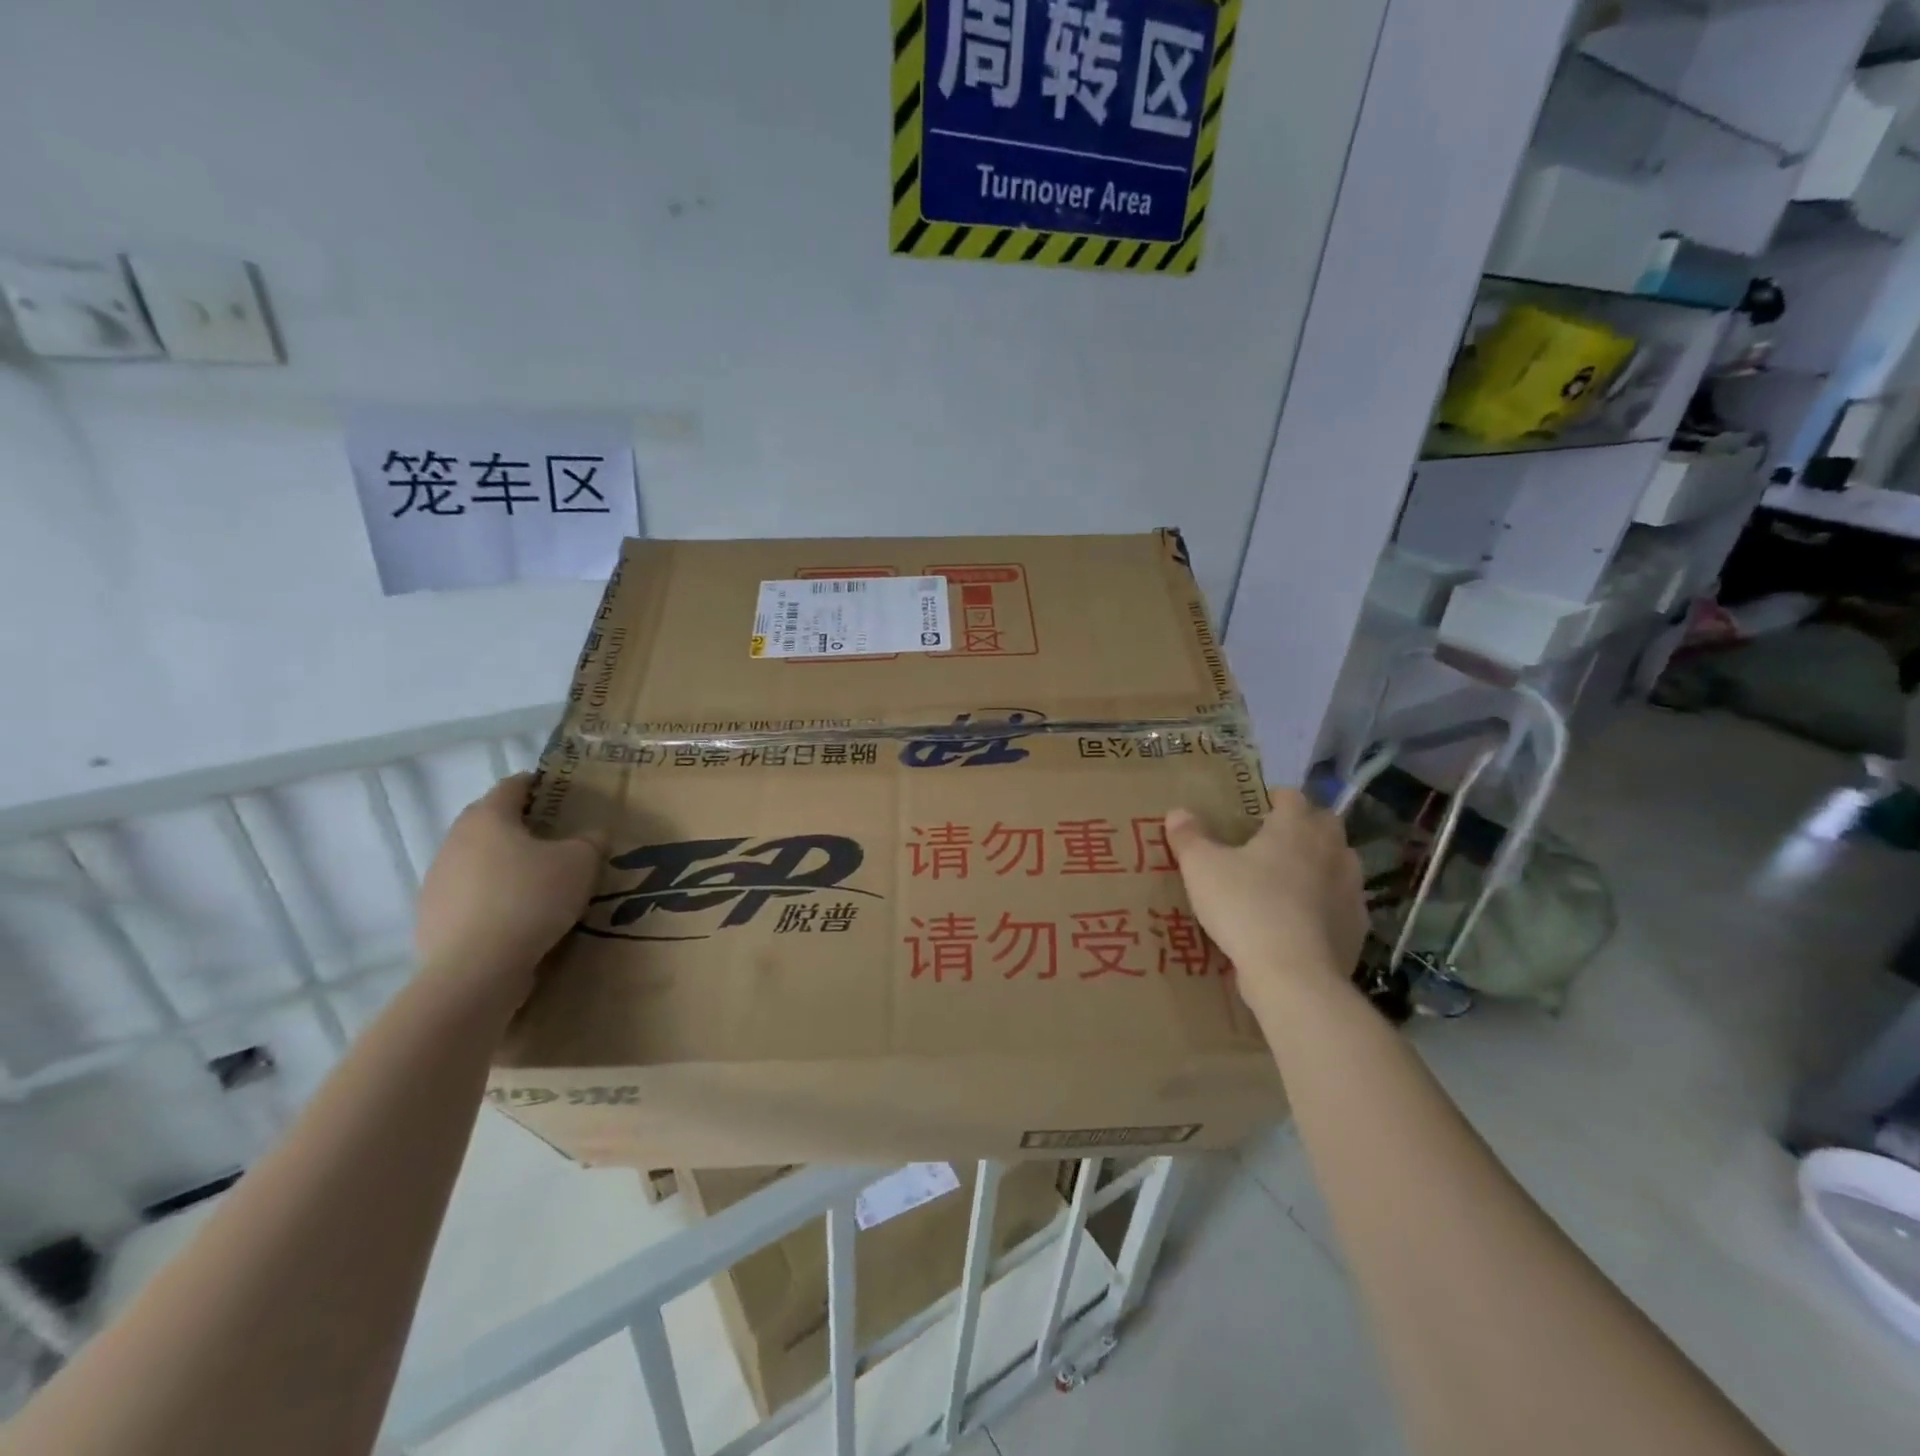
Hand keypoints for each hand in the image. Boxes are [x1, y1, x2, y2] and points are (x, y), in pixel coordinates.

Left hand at [413, 774, 604, 1009]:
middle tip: (557, 839)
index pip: (512, 786)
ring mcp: (437, 881)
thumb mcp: (581, 863)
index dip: (539, 784)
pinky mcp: (431, 918)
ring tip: (539, 883)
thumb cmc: (531, 899)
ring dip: (505, 865)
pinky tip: (517, 919)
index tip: (562, 793)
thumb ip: (591, 841)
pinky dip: (492, 899)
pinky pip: (469, 897)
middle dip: (522, 827)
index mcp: (488, 818)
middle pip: (491, 823)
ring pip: (478, 861)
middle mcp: (455, 841)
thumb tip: (592, 834)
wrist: (475, 970)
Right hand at [1164, 789, 1366, 1018]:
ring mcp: (1351, 889)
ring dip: (1320, 864)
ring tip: (1289, 879)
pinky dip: (1326, 904)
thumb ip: (1189, 837)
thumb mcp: (1201, 868)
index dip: (1275, 798)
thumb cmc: (1245, 906)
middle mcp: (1331, 850)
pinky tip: (1303, 920)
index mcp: (1296, 827)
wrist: (1293, 974)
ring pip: (1339, 863)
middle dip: (1303, 826)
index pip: (1292, 797)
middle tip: (1272, 841)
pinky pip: (1342, 904)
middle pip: (1324, 824)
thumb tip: (1177, 812)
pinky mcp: (1357, 927)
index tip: (1257, 807)